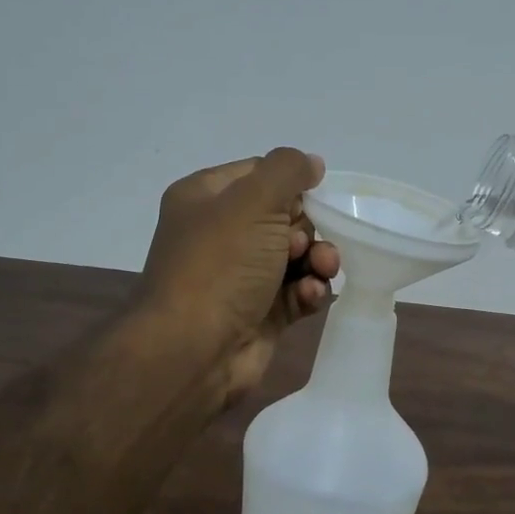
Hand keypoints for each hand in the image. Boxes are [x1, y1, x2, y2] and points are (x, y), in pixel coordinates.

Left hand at [138, 147, 341, 405]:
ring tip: (321, 270)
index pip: (260, 174)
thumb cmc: (220, 265)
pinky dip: (308, 291)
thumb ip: (288, 170)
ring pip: (296, 256)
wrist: (193, 350)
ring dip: (317, 260)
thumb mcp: (254, 201)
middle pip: (283, 217)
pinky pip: (296, 292)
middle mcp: (221, 234)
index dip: (291, 185)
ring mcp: (240, 276)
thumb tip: (312, 163)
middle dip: (306, 229)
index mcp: (206, 198)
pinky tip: (309, 296)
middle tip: (298, 246)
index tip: (311, 199)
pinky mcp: (259, 313)